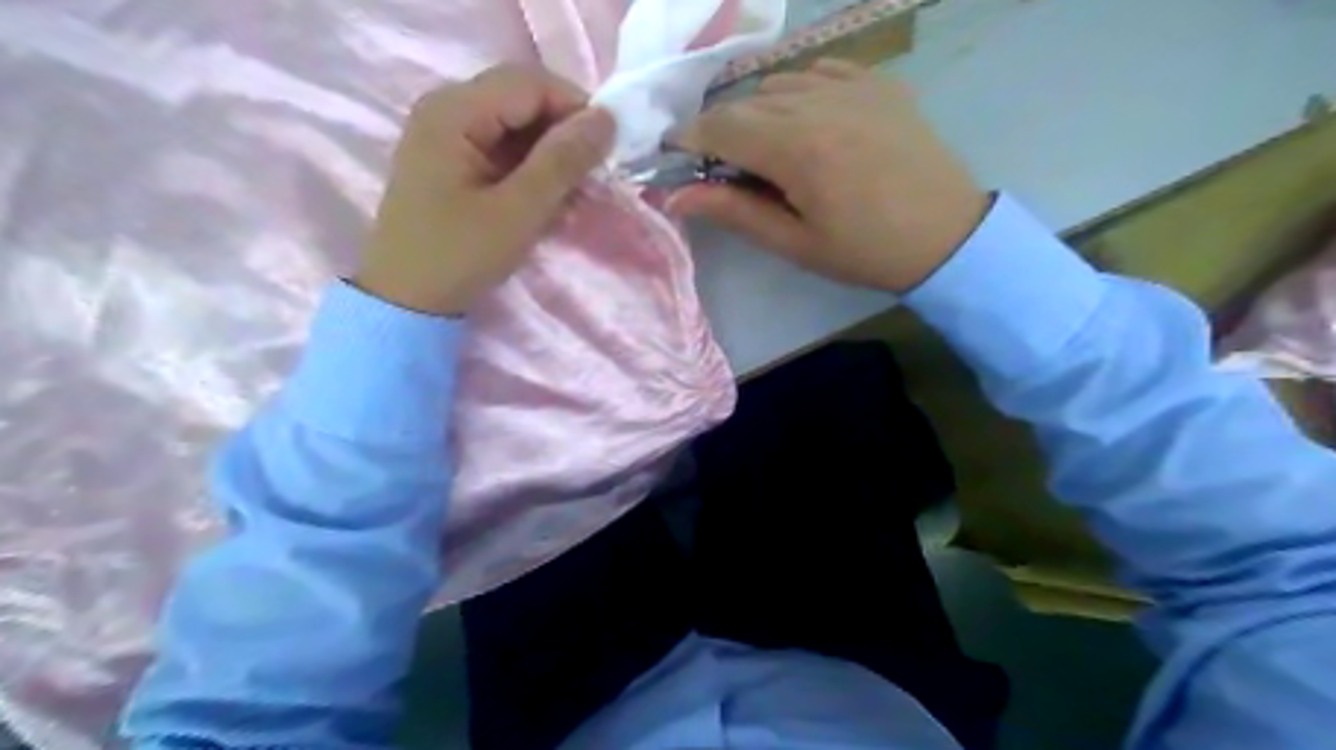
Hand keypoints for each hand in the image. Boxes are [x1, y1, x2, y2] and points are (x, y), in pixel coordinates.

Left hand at [362, 58, 621, 314]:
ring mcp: (444, 134)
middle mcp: (445, 109)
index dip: (575, 109)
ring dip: (549, 152)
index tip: (607, 151)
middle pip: (521, 98)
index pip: (530, 84)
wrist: (406, 301)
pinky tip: (546, 197)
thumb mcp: (519, 211)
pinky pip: (500, 146)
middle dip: (563, 132)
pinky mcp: (450, 160)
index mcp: (454, 112)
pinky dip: (529, 167)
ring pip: (514, 124)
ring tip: (572, 192)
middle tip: (592, 174)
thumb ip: (562, 161)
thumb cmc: (459, 256)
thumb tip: (606, 119)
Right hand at [669, 58, 989, 293]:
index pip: (720, 127)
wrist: (947, 236)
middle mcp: (819, 102)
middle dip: (722, 131)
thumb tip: (676, 197)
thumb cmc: (865, 251)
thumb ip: (735, 213)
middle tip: (725, 169)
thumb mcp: (795, 243)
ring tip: (767, 150)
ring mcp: (854, 86)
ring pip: (779, 83)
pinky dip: (799, 91)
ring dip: (758, 112)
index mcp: (797, 148)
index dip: (689, 140)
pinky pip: (820, 71)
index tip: (678, 159)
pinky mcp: (879, 83)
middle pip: (745, 102)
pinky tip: (806, 120)